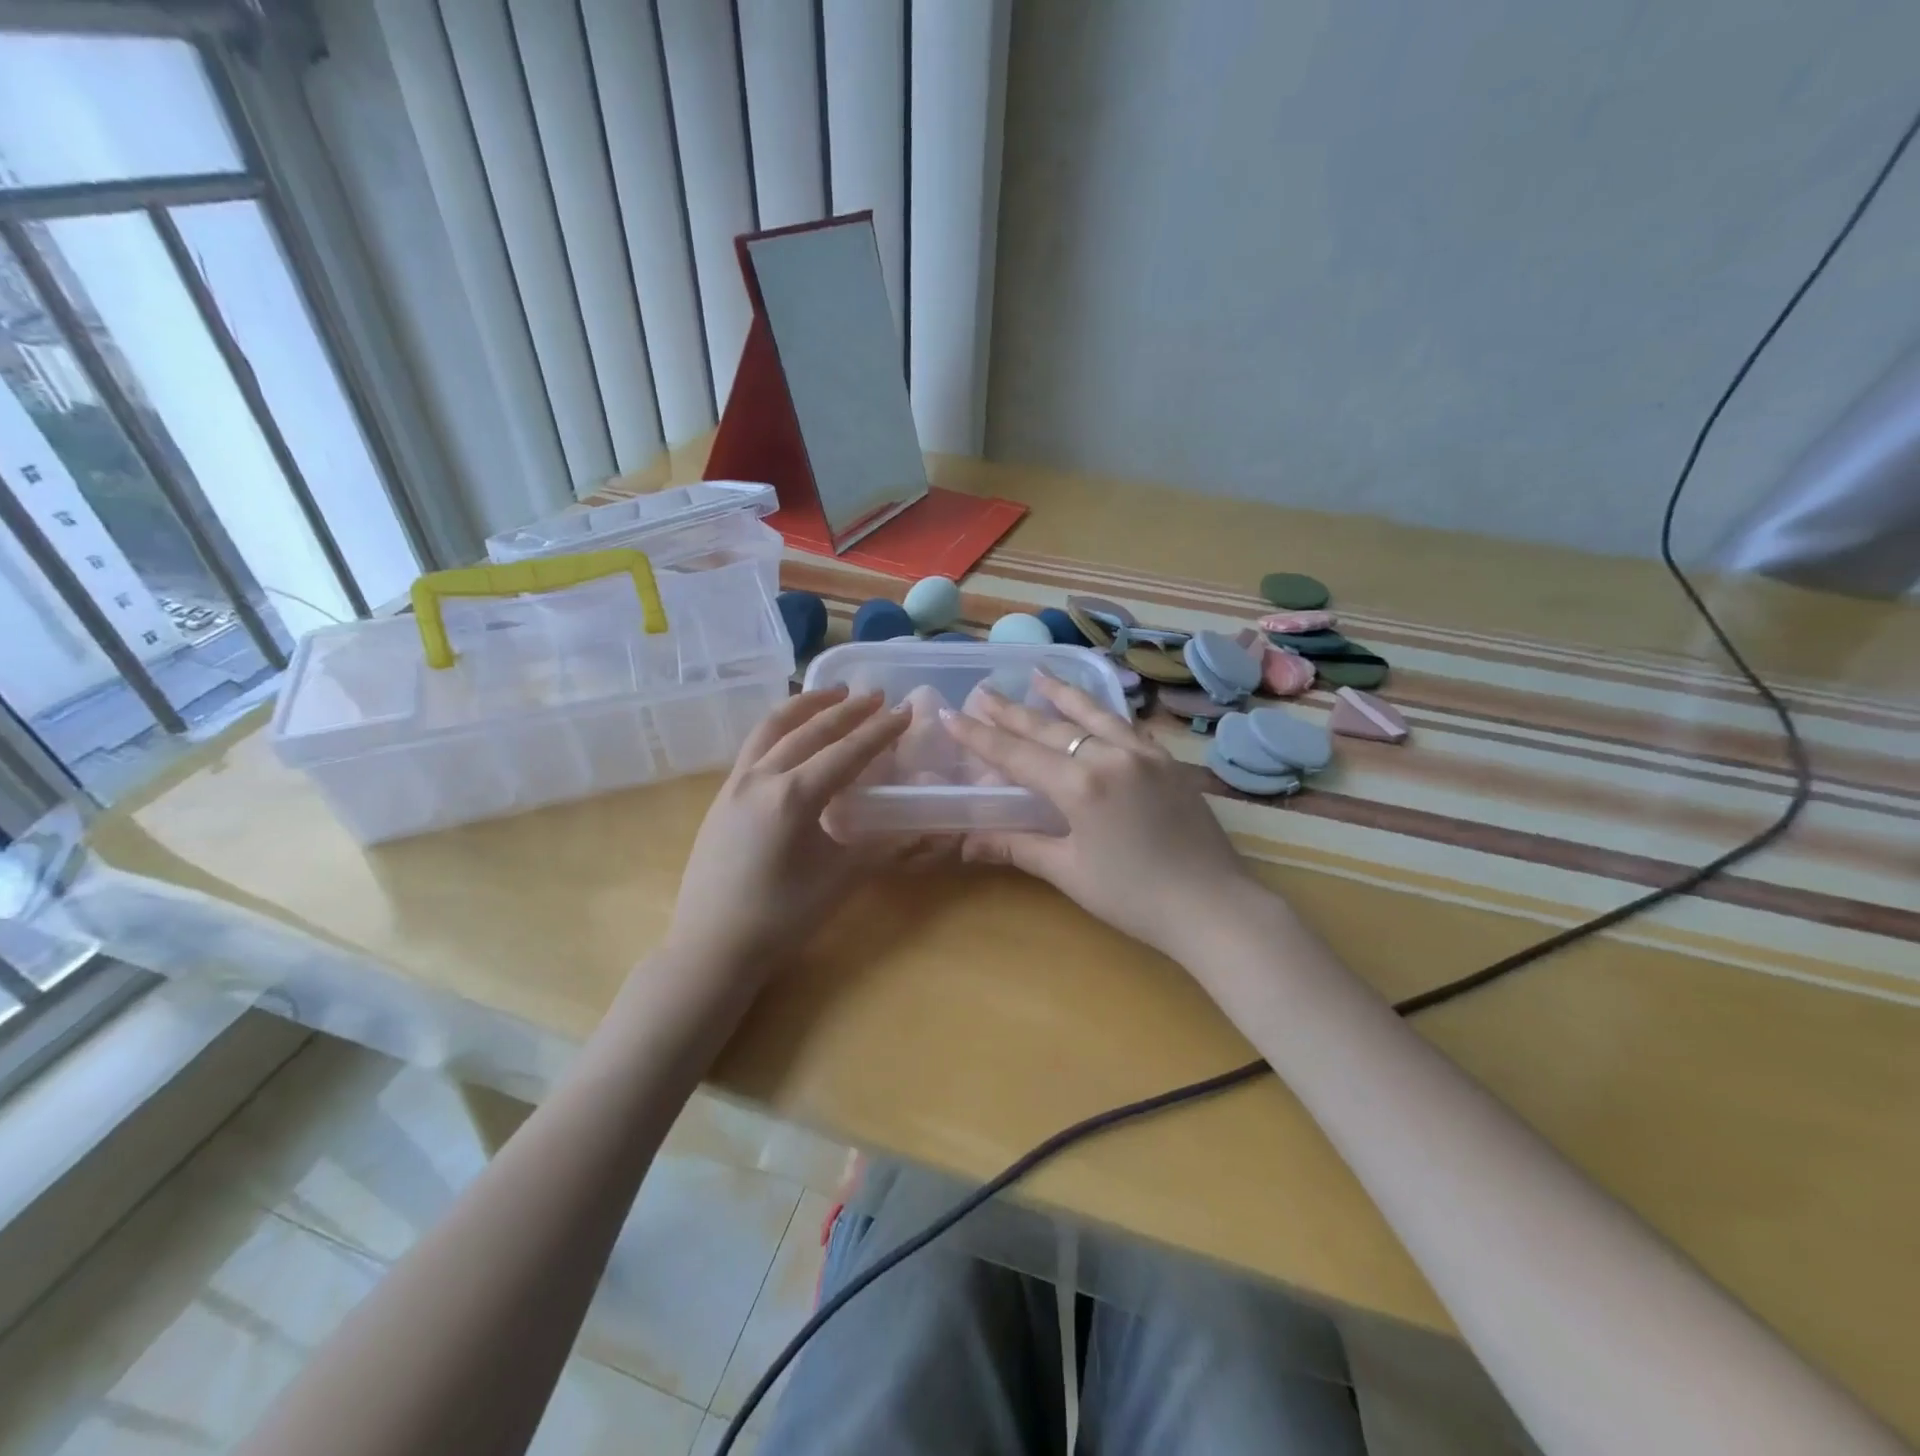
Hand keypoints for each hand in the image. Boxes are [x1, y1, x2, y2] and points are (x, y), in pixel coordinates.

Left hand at [666, 686, 947, 976]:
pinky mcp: (721, 796)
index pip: (846, 752)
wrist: (710, 947)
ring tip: (833, 694)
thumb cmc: (780, 919)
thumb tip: (920, 830)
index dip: (879, 731)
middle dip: (847, 710)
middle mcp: (761, 778)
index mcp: (793, 797)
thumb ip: (880, 847)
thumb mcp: (839, 881)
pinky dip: (780, 727)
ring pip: (773, 727)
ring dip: (807, 706)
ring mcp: (735, 784)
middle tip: (877, 695)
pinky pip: (755, 745)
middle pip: (810, 730)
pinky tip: (793, 733)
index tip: (904, 711)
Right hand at [940, 673, 1260, 958]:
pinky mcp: (1168, 761)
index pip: (1017, 754)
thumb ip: (1019, 847)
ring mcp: (1144, 754)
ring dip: (1062, 695)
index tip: (952, 713)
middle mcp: (1110, 757)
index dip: (980, 736)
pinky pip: (1127, 726)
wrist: (1214, 907)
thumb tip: (967, 843)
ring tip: (1037, 675)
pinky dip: (1104, 713)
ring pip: (1094, 715)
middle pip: (1051, 727)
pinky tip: (1095, 709)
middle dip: (1012, 711)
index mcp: (1080, 785)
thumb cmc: (1134, 897)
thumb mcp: (1070, 872)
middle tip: (984, 692)